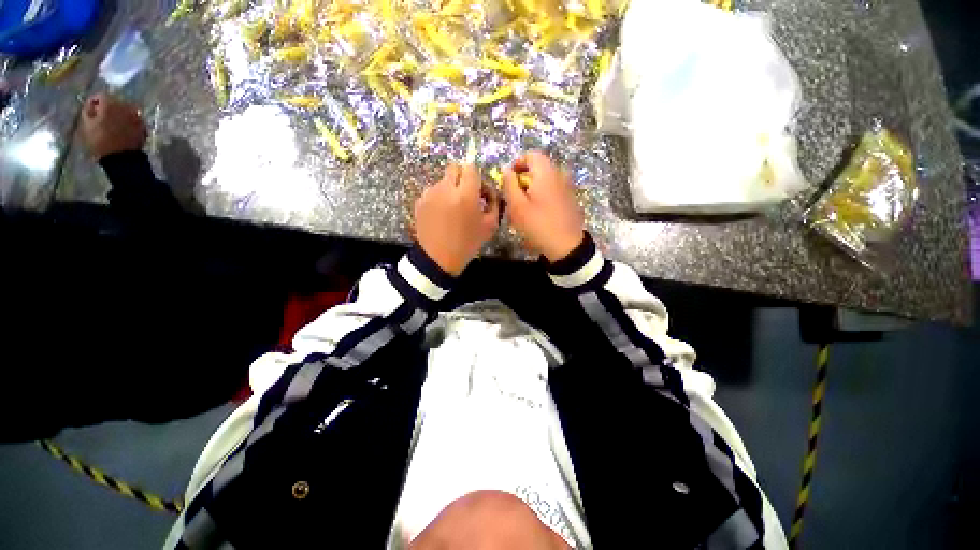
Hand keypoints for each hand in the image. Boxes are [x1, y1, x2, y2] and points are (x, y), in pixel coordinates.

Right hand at [80, 93, 146, 159]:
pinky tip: (122, 129)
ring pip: (125, 109)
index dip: (94, 102)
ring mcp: (136, 116)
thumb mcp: (87, 125)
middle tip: (101, 117)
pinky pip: (133, 118)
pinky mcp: (143, 125)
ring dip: (118, 113)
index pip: (101, 96)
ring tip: (112, 123)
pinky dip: (127, 121)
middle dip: (107, 107)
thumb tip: (92, 105)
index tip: (91, 110)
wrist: (121, 157)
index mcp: (110, 104)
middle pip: (114, 101)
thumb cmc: (100, 141)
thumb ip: (88, 111)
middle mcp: (125, 106)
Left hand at [414, 164, 499, 275]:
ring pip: (442, 180)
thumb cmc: (467, 243)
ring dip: (449, 188)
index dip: (475, 177)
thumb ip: (493, 203)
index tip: (477, 189)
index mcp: (466, 195)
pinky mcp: (420, 201)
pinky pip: (432, 191)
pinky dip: (438, 197)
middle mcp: (446, 188)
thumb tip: (488, 191)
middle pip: (454, 168)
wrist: (438, 258)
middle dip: (461, 178)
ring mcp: (430, 194)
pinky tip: (441, 214)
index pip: (470, 168)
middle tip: (465, 194)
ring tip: (452, 208)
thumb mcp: (490, 226)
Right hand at [502, 151, 584, 261]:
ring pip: (546, 179)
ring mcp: (567, 187)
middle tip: (515, 195)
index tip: (509, 180)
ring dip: (533, 187)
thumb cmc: (538, 225)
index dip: (517, 163)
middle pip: (539, 167)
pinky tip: (539, 212)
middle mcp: (559, 175)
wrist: (566, 245)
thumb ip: (509, 185)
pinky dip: (543, 194)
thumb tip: (506, 169)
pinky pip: (553, 188)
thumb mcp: (517, 206)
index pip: (531, 155)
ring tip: (525, 206)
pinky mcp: (570, 198)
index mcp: (546, 173)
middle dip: (524, 177)